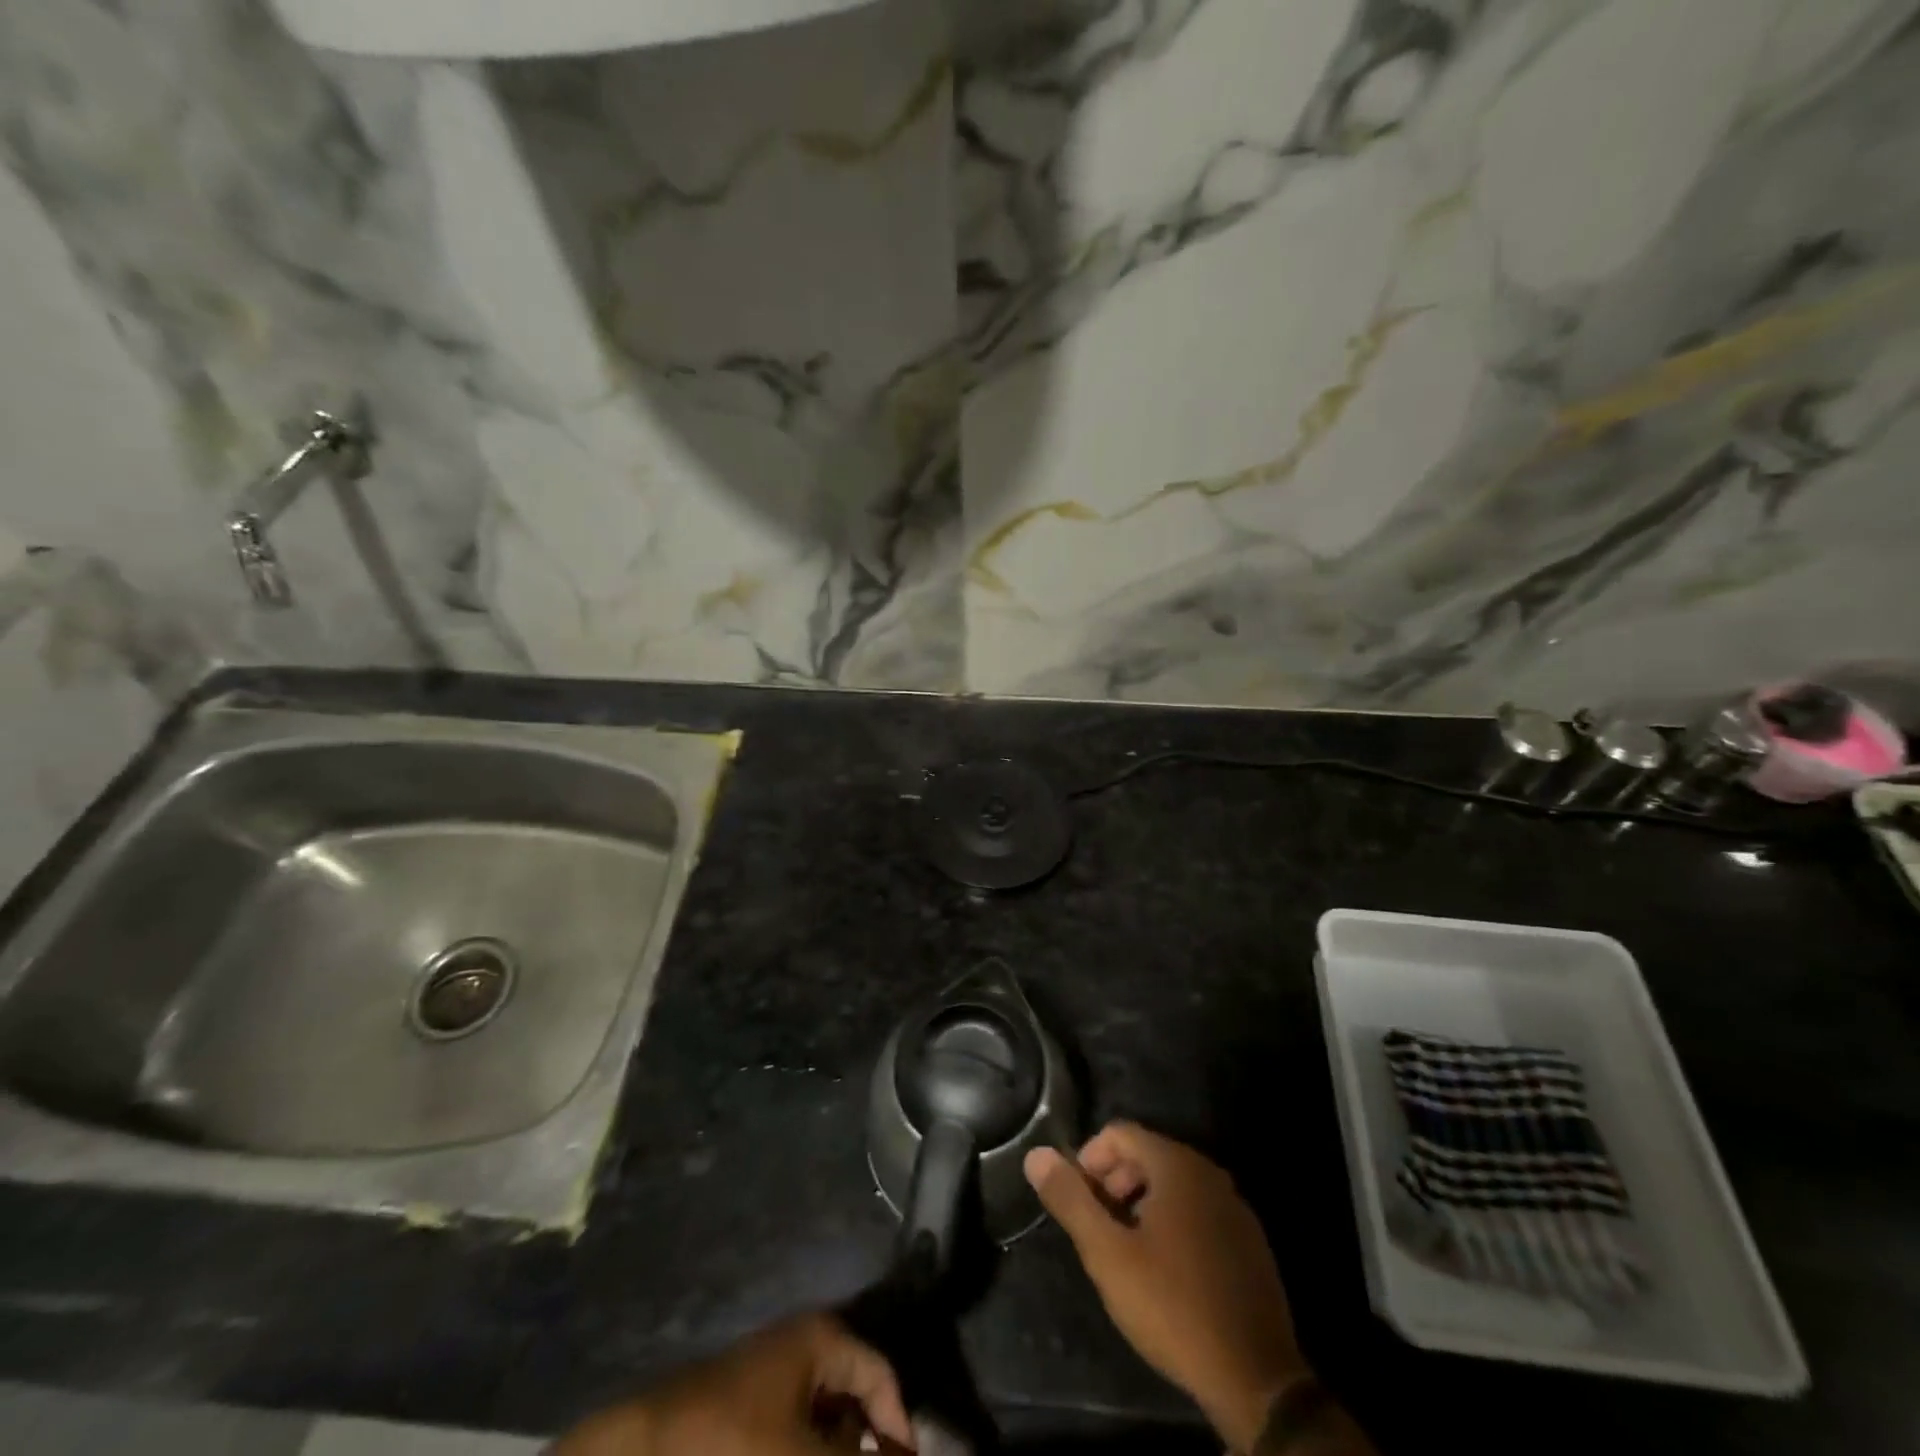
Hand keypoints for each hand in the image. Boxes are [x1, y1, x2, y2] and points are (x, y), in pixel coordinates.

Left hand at [552, 1314, 914, 1455]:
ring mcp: (770, 1377)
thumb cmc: (734, 1443)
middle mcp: (801, 1346)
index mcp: (822, 1339)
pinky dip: (802, 1452)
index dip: (898, 1431)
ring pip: (820, 1421)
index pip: (880, 1376)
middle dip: (861, 1446)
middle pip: (852, 1398)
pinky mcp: (745, 1412)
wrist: (643, 1452)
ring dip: (831, 1450)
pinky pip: (791, 1433)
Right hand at [1025, 1123, 1304, 1452]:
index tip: (1076, 1202)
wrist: (1256, 1379)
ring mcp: (1234, 1206)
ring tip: (1125, 1250)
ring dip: (1141, 1203)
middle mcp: (1209, 1172)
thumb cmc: (1172, 1306)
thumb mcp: (1108, 1254)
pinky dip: (1173, 1222)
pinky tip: (1165, 1270)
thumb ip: (1070, 1200)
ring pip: (1173, 1184)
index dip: (1088, 1159)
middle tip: (1096, 1228)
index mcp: (1177, 1165)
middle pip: (1147, 1154)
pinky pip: (1199, 1210)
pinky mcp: (1249, 1241)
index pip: (1119, 1132)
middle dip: (1113, 1181)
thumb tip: (1036, 1154)